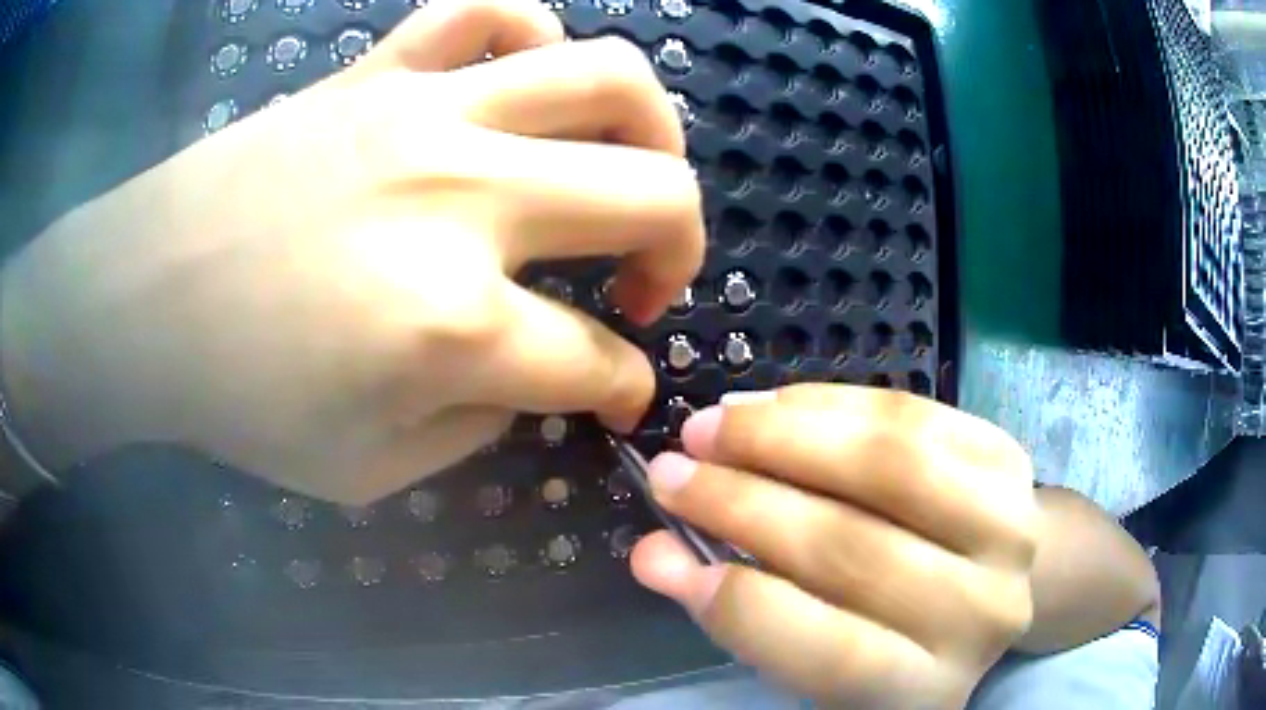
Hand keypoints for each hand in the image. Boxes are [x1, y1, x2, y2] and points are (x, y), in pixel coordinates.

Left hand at [0, 0, 703, 502]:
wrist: (143, 299)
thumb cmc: (237, 400)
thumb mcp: (366, 472)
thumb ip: (476, 428)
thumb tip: (531, 377)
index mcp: (453, 326)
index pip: (593, 361)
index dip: (624, 387)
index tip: (619, 396)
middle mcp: (463, 199)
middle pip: (654, 196)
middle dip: (680, 252)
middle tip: (644, 285)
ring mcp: (424, 113)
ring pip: (605, 74)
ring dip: (652, 127)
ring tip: (630, 166)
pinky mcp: (379, 70)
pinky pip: (488, 9)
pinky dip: (534, 29)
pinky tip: (526, 75)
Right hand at [630, 384, 1037, 708]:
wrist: (988, 578)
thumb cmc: (894, 631)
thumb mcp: (825, 652)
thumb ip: (746, 613)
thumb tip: (656, 556)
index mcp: (927, 687)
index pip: (834, 653)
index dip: (743, 606)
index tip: (665, 555)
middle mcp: (981, 613)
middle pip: (855, 549)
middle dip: (744, 502)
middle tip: (672, 472)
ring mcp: (1009, 529)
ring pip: (889, 463)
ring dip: (784, 435)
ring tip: (713, 424)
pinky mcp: (1010, 459)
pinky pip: (911, 414)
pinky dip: (832, 403)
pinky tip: (774, 405)